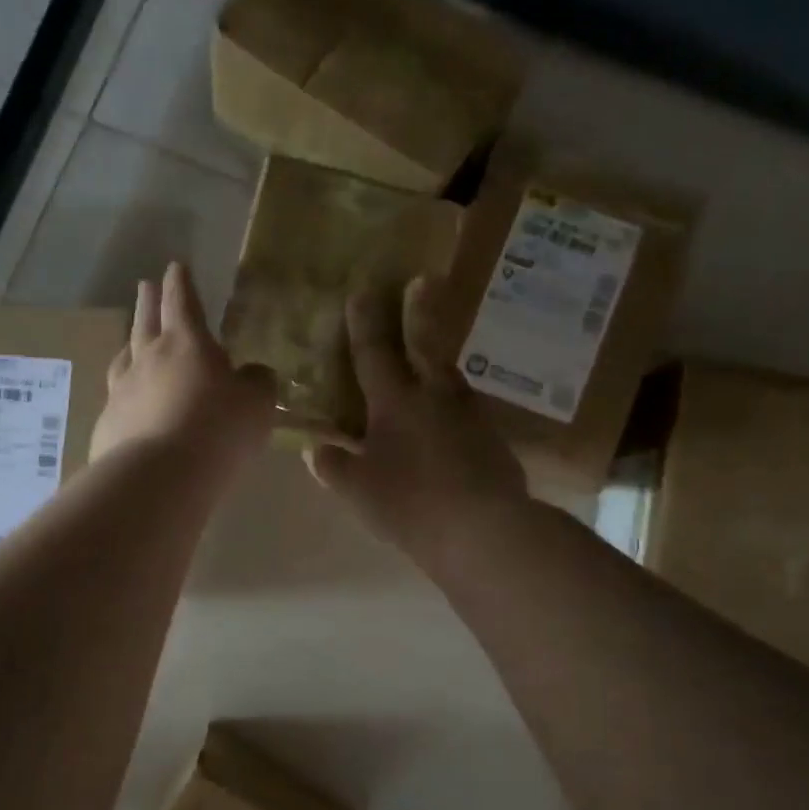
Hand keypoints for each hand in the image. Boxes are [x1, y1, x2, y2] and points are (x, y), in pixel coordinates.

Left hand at [91, 262, 274, 470]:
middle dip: (148, 301)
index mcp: (186, 343)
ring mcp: (122, 391)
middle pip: (146, 321)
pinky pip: (116, 399)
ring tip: (129, 341)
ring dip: (129, 344)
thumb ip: (257, 383)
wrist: (159, 476)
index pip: (183, 302)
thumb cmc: (217, 429)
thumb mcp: (256, 404)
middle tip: (145, 285)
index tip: (175, 266)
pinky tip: (126, 403)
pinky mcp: (108, 424)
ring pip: (124, 358)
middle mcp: (148, 359)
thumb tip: (254, 373)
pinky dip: (124, 393)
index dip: (181, 283)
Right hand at [305, 277, 526, 566]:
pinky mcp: (492, 438)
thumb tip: (315, 449)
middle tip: (423, 280)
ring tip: (433, 352)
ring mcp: (468, 415)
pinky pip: (466, 408)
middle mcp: (434, 397)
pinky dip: (454, 401)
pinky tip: (451, 415)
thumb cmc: (411, 504)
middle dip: (418, 312)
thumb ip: (333, 467)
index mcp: (395, 403)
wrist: (485, 529)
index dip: (364, 323)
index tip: (361, 291)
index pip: (373, 354)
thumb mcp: (360, 490)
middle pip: (424, 346)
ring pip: (449, 375)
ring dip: (439, 357)